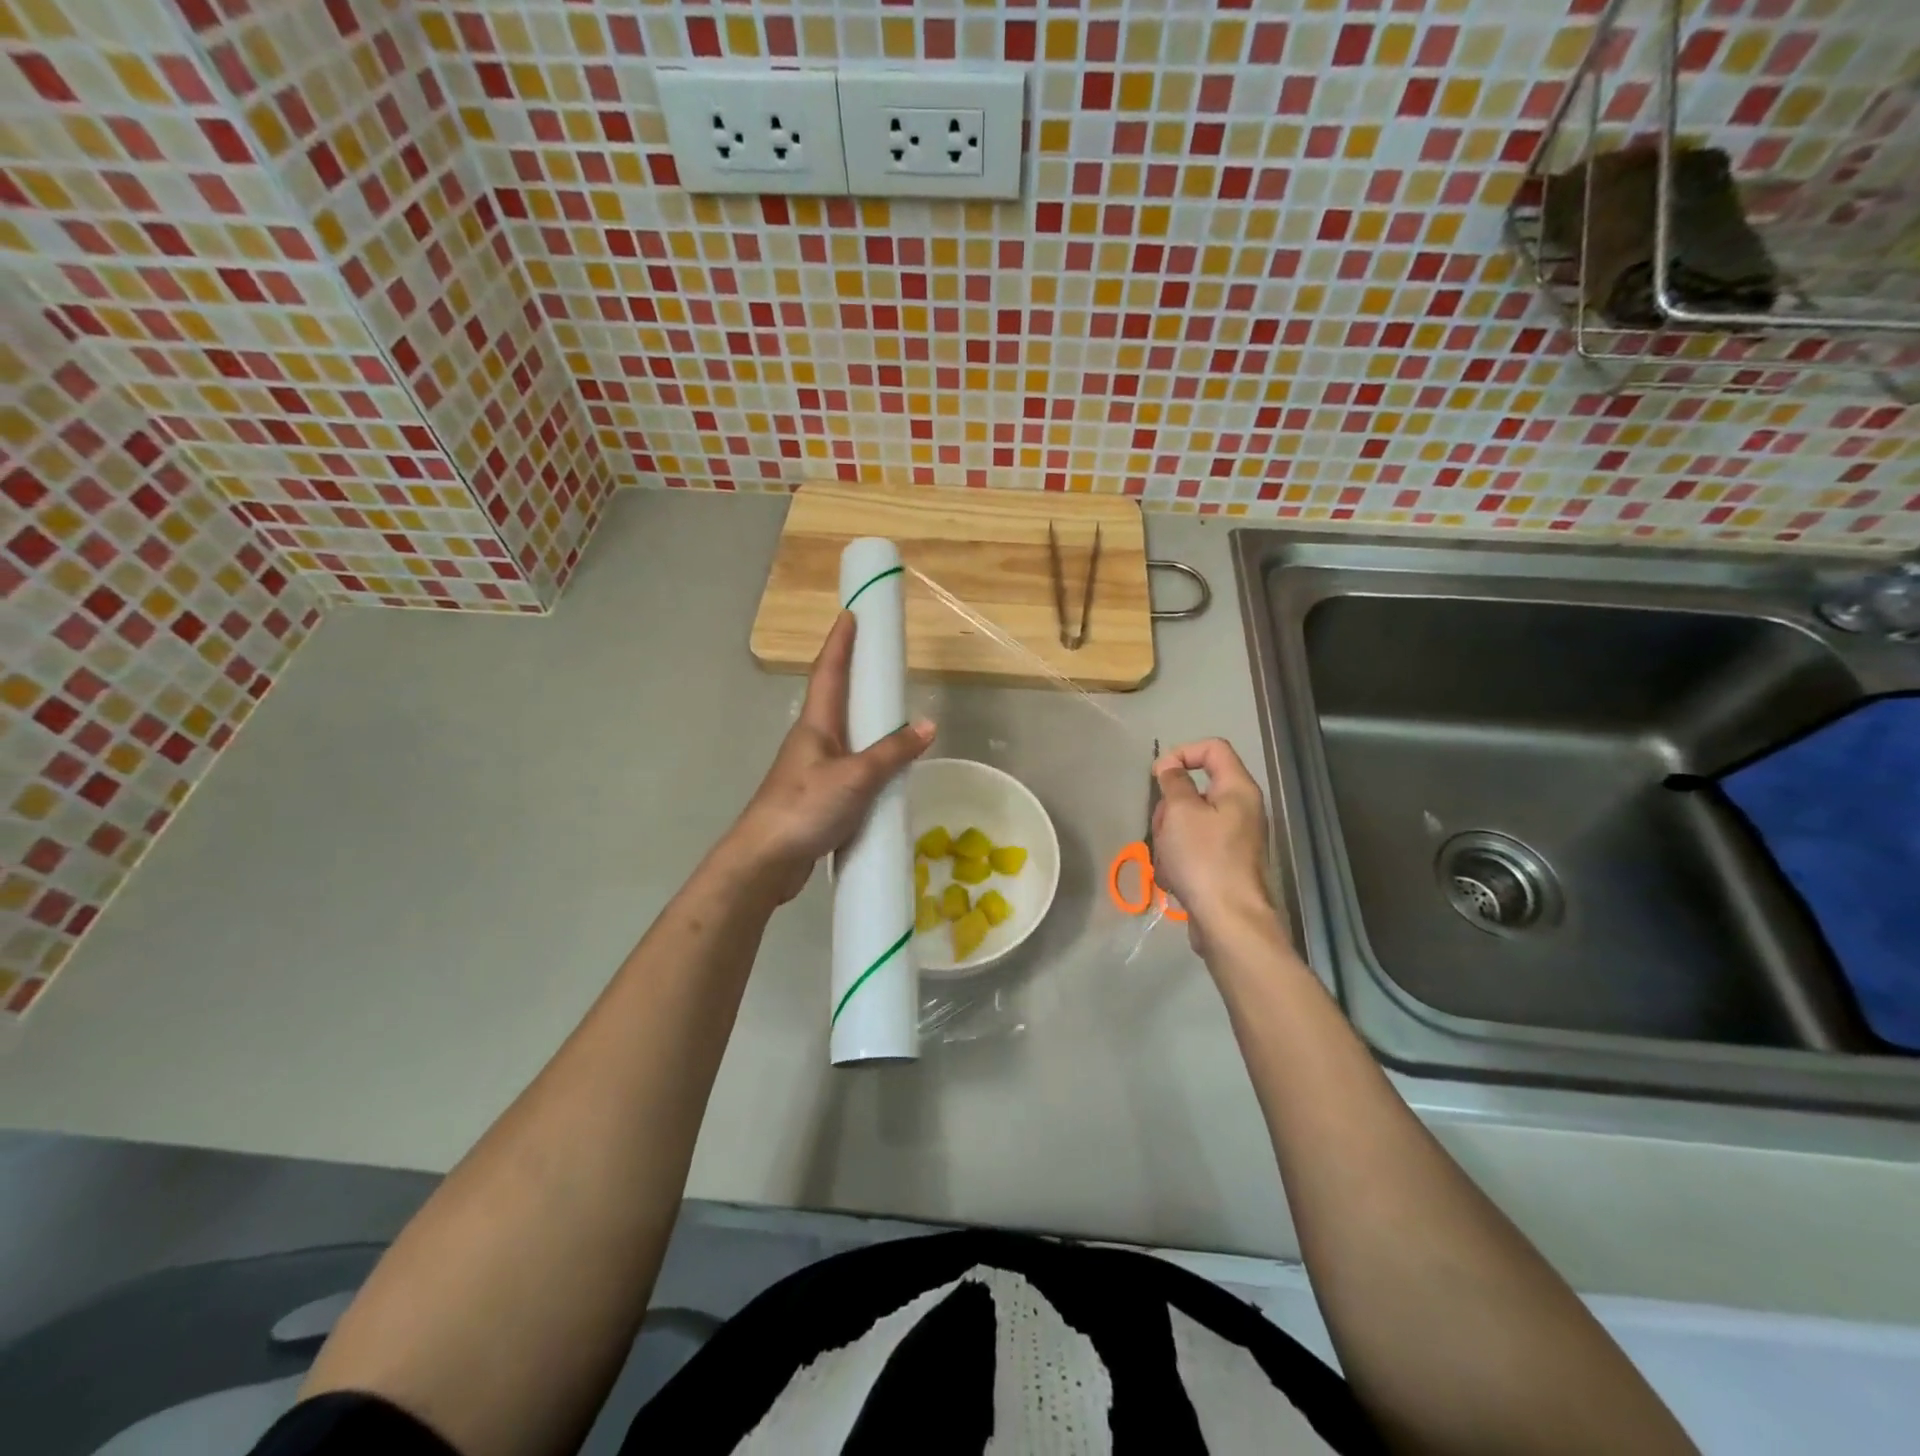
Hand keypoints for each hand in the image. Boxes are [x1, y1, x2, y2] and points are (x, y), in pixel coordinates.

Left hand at [725, 611, 933, 903]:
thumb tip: (926, 726)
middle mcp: (812, 741)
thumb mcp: (856, 777)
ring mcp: (812, 770)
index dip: (839, 643)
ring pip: (844, 737)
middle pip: (834, 699)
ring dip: (863, 722)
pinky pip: (849, 769)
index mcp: (816, 725)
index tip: (850, 614)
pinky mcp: (817, 797)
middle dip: (853, 676)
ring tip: (891, 714)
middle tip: (878, 660)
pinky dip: (868, 761)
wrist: (765, 860)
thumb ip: (892, 752)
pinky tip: (886, 774)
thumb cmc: (805, 807)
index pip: (828, 672)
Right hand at [1150, 738, 1273, 950]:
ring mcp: (1233, 839)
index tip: (1159, 775)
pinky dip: (1177, 860)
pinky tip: (1174, 878)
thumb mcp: (1180, 812)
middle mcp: (1241, 810)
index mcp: (1238, 789)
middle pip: (1195, 789)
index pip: (1213, 748)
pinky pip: (1191, 849)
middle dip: (1170, 808)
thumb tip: (1170, 767)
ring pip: (1187, 822)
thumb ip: (1173, 783)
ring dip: (1168, 838)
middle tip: (1163, 827)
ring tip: (1167, 860)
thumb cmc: (1204, 859)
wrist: (1228, 921)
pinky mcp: (1222, 865)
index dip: (1182, 753)